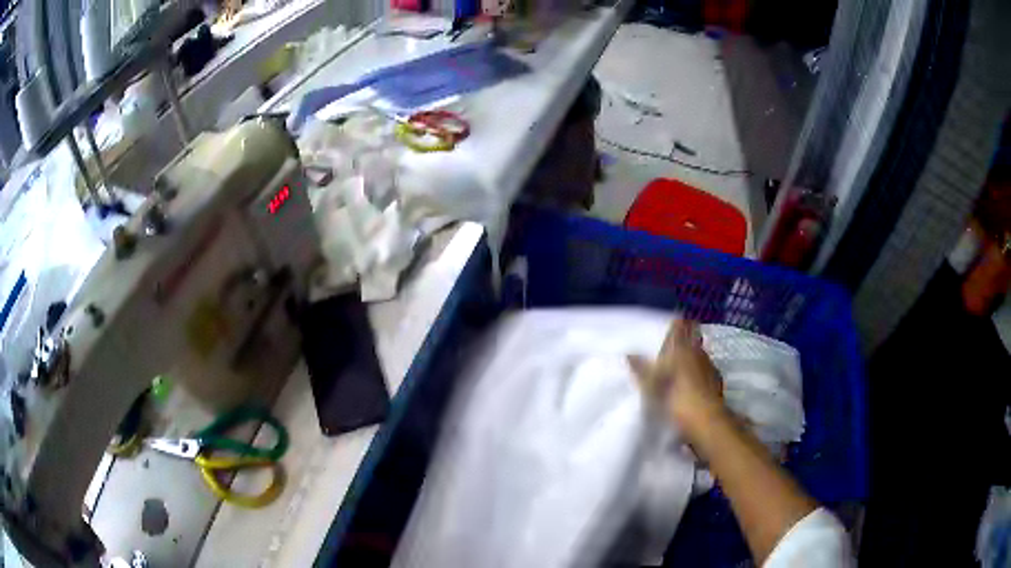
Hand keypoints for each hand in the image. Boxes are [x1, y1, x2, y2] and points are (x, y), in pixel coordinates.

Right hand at [628, 319, 726, 441]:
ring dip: (691, 356)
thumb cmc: (676, 399)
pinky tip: (691, 383)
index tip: (670, 322)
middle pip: (692, 338)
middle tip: (672, 344)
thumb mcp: (652, 385)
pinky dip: (698, 372)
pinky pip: (705, 370)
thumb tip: (628, 353)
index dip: (676, 322)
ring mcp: (710, 367)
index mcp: (682, 349)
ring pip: (699, 354)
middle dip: (684, 338)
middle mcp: (698, 352)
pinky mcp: (716, 382)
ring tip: (679, 365)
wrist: (706, 421)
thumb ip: (640, 368)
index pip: (681, 326)